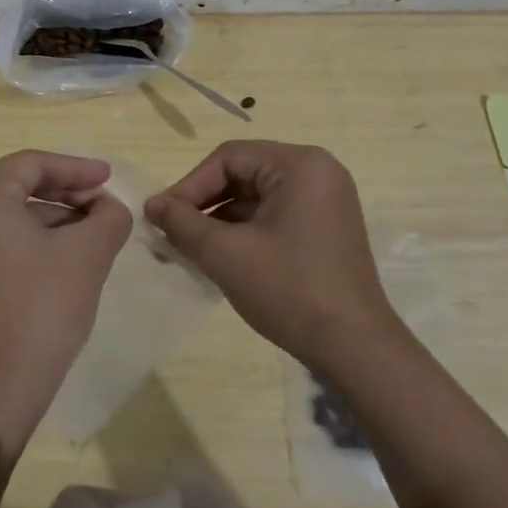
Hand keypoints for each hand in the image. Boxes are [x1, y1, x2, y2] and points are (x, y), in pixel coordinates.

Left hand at [0, 151, 131, 421]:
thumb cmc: (41, 307)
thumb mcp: (87, 253)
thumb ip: (108, 217)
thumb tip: (110, 208)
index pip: (30, 165)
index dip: (75, 168)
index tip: (109, 178)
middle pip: (19, 185)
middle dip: (66, 191)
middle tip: (104, 203)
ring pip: (13, 213)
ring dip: (56, 216)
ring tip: (96, 229)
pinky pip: (3, 238)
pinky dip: (38, 238)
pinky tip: (71, 253)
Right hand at [145, 141, 397, 368]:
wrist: (355, 349)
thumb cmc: (289, 290)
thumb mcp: (225, 254)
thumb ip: (182, 223)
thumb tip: (152, 205)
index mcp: (300, 165)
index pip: (229, 158)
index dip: (189, 185)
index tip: (161, 216)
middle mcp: (317, 172)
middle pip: (243, 174)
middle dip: (204, 203)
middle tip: (171, 231)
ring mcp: (325, 201)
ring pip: (256, 197)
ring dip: (220, 219)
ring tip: (188, 248)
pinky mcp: (325, 228)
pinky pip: (273, 215)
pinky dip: (244, 231)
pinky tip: (220, 256)